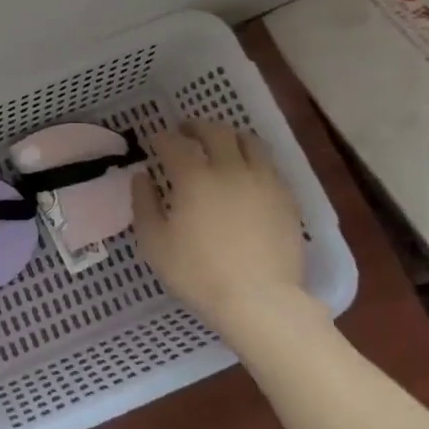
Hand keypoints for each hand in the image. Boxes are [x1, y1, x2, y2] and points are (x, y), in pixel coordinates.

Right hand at [131, 122, 311, 334]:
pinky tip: (246, 174)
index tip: (156, 141)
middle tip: (186, 133)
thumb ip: (144, 204)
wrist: (260, 302)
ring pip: (249, 142)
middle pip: (215, 131)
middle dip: (196, 127)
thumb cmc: (199, 274)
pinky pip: (269, 166)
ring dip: (230, 137)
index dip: (162, 138)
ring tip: (221, 146)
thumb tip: (142, 177)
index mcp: (194, 177)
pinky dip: (253, 160)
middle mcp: (231, 169)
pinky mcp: (286, 199)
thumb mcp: (154, 243)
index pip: (174, 143)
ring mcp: (264, 182)